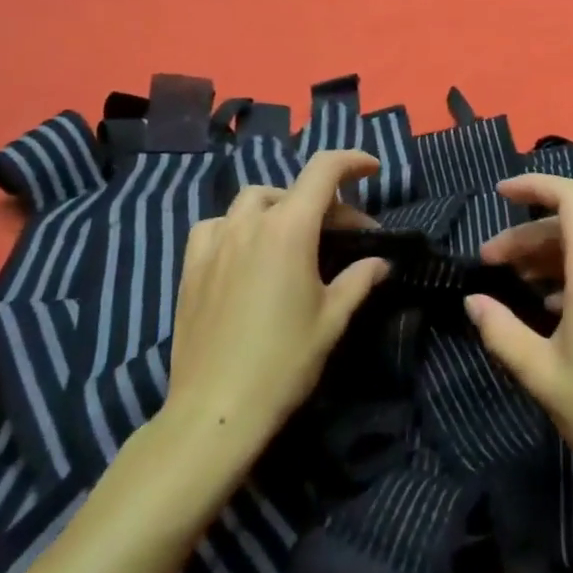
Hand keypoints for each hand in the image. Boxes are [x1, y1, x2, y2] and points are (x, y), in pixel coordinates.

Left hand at [158, 150, 389, 457]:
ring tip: (295, 236)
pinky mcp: (192, 266)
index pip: (324, 171)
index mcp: (289, 228)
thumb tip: (380, 262)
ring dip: (281, 208)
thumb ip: (359, 279)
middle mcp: (250, 223)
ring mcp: (215, 242)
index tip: (372, 169)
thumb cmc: (283, 361)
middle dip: (326, 204)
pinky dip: (238, 226)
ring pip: (252, 201)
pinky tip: (246, 250)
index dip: (351, 161)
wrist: (214, 410)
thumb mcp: (332, 319)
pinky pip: (216, 226)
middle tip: (346, 236)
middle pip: (293, 190)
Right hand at [466, 173, 572, 498]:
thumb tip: (473, 300)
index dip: (535, 185)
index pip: (572, 197)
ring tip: (518, 285)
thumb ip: (501, 331)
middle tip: (491, 263)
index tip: (500, 194)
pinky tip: (557, 310)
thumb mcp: (542, 375)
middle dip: (528, 234)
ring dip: (551, 256)